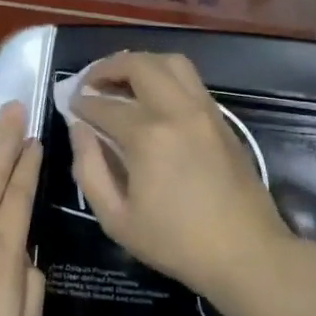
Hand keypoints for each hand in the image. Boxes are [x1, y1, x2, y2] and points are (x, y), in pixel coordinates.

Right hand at [69, 52, 295, 304]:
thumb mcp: (116, 218)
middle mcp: (177, 111)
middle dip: (107, 68)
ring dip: (140, 64)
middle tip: (90, 84)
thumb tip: (79, 129)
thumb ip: (89, 169)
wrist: (246, 253)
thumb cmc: (175, 243)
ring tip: (122, 82)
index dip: (81, 103)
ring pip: (171, 62)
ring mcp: (204, 111)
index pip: (104, 105)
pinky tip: (152, 98)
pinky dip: (165, 76)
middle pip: (139, 65)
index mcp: (147, 137)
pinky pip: (190, 80)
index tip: (70, 106)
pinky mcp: (222, 119)